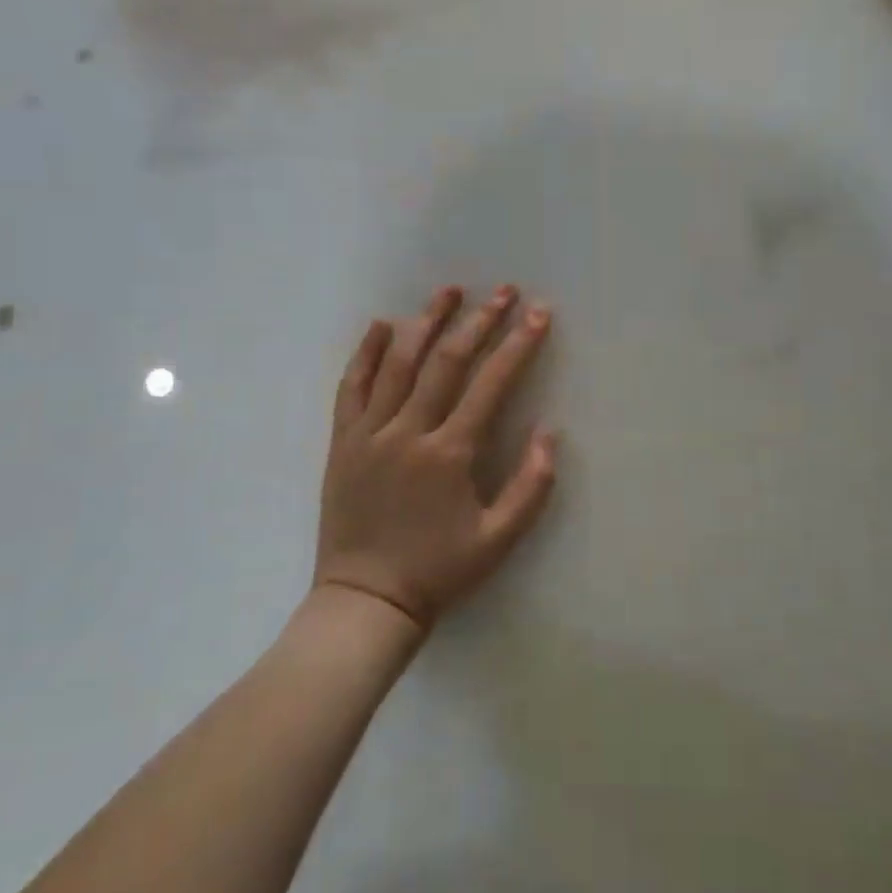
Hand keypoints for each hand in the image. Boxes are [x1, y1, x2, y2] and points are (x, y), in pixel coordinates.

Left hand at [316, 285, 557, 632]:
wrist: (365, 601)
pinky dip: (367, 353)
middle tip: (503, 292)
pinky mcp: (342, 442)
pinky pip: (351, 387)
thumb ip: (530, 486)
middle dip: (479, 321)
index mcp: (449, 453)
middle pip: (446, 362)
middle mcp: (408, 431)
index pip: (491, 384)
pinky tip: (381, 325)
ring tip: (448, 291)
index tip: (538, 314)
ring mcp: (369, 433)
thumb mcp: (498, 540)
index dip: (518, 344)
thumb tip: (549, 432)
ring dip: (426, 322)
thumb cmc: (438, 571)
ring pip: (398, 363)